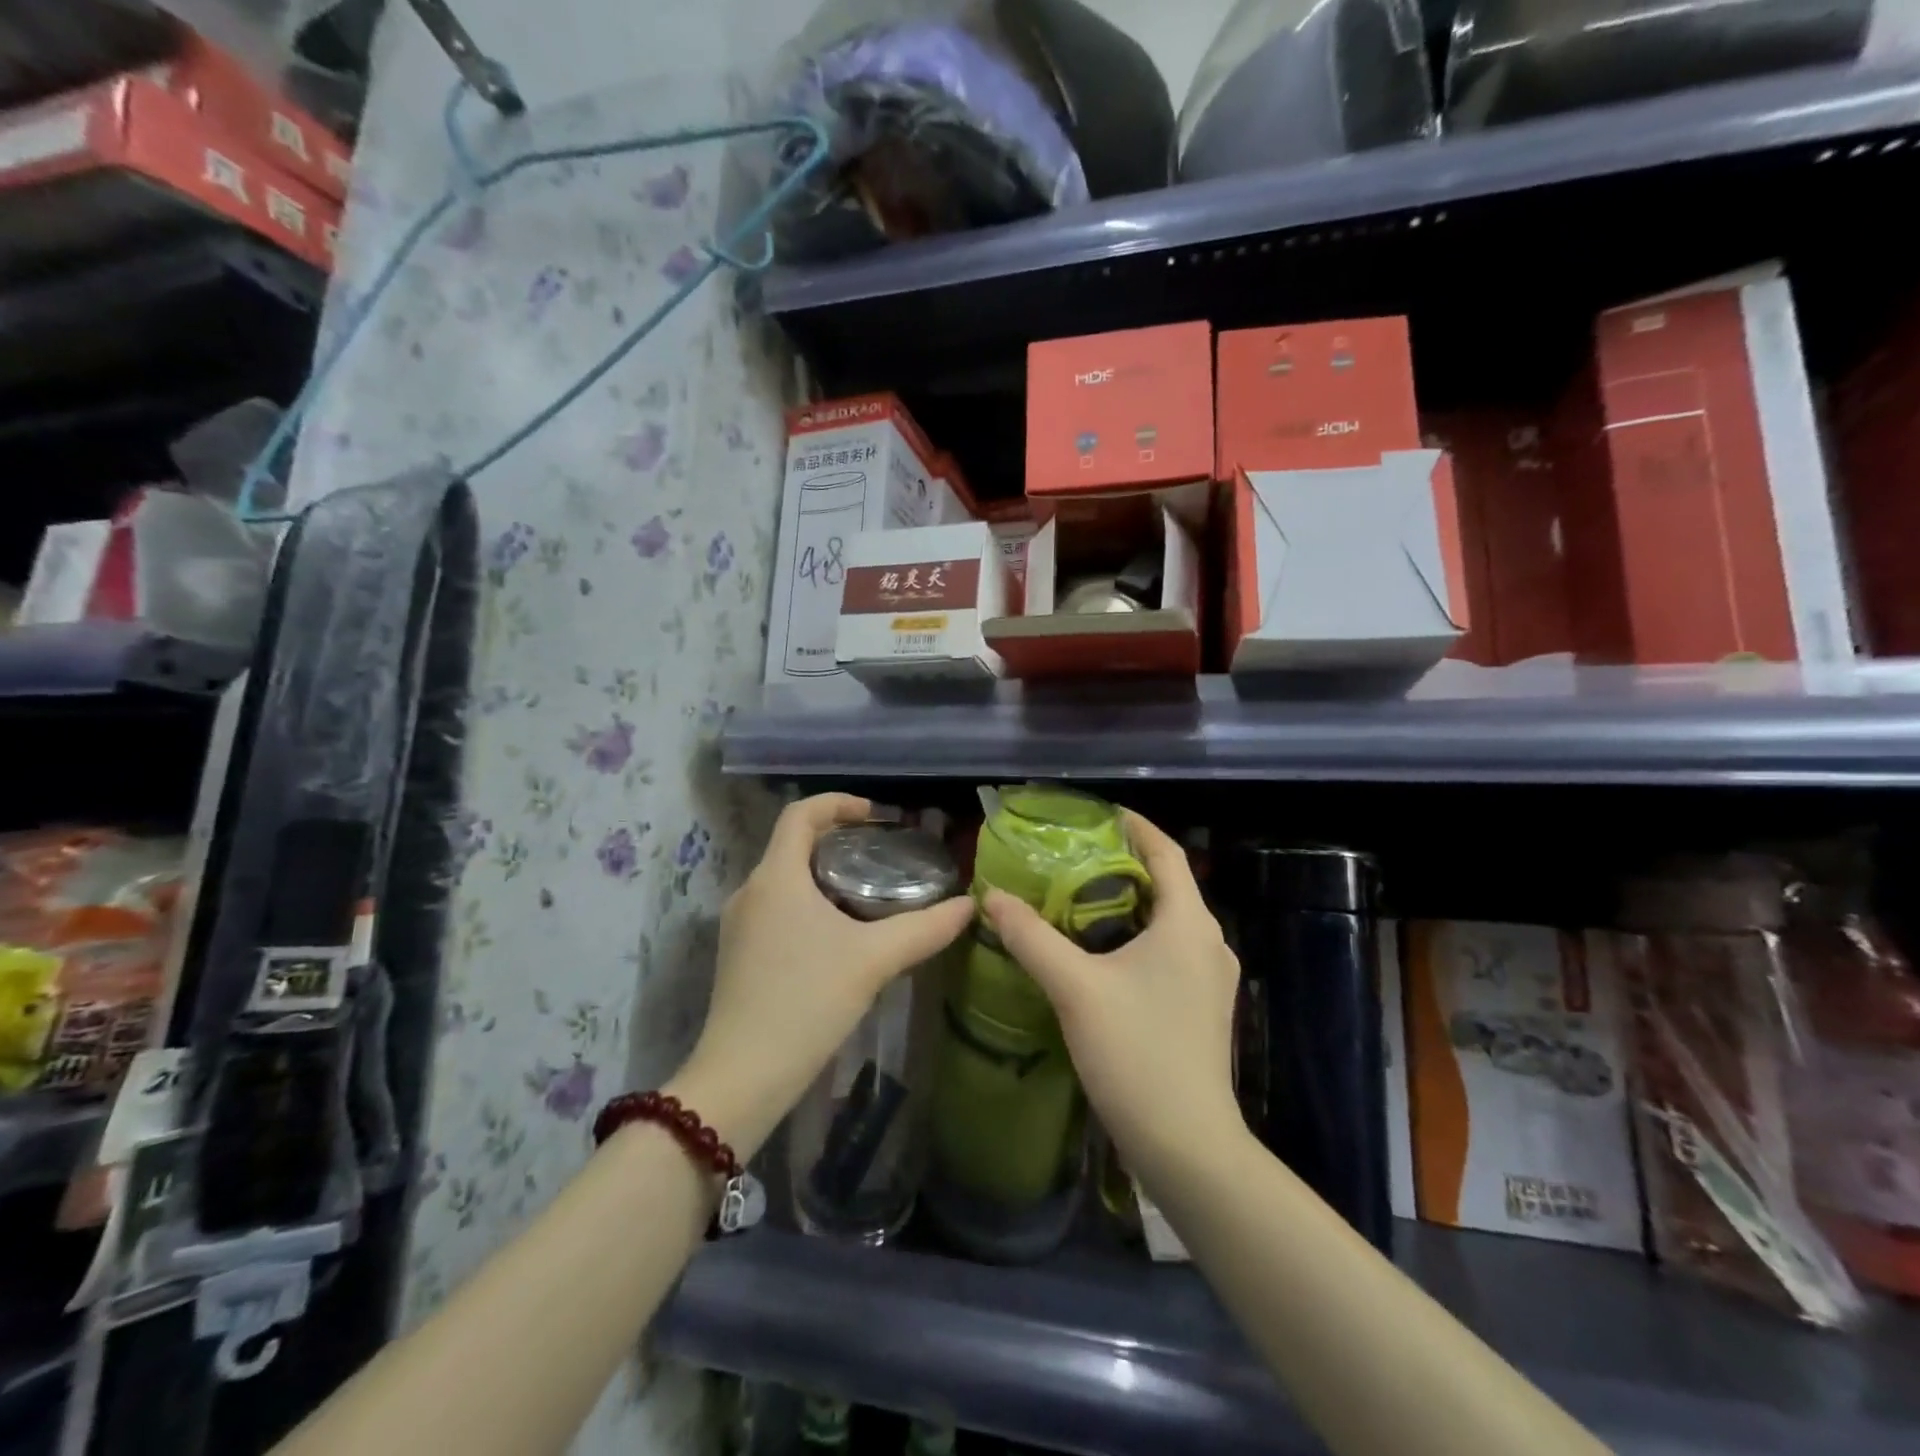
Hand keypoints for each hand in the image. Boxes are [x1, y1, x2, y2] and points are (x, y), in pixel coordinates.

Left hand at [671, 794, 972, 1159]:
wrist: (742, 1077)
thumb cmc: (806, 1001)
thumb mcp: (874, 960)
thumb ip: (925, 928)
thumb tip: (969, 906)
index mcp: (776, 877)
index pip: (801, 814)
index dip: (839, 802)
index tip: (877, 816)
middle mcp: (750, 891)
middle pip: (794, 845)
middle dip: (839, 841)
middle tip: (883, 855)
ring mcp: (739, 926)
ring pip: (786, 880)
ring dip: (825, 875)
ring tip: (869, 895)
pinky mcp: (738, 955)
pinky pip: (778, 909)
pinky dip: (810, 904)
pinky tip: (841, 937)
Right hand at [983, 809, 1243, 1188]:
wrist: (1187, 1145)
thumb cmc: (1136, 1054)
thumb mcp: (1075, 989)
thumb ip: (1032, 938)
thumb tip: (992, 897)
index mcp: (1189, 924)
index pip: (1166, 852)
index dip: (1135, 826)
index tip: (1097, 815)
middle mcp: (1208, 942)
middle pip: (1166, 884)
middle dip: (1122, 865)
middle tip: (1071, 858)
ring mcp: (1210, 977)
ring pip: (1166, 920)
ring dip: (1127, 902)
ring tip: (1076, 899)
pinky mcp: (1201, 1005)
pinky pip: (1168, 949)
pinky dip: (1135, 935)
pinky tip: (1098, 952)